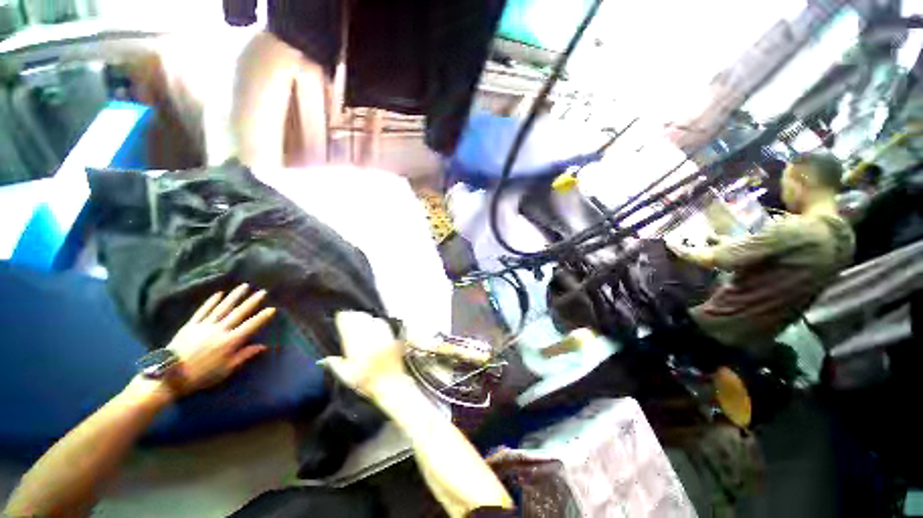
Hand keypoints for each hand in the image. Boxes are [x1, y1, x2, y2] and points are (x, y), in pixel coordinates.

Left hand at [164, 284, 275, 396]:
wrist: (169, 376)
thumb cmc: (201, 375)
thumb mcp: (226, 369)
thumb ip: (244, 355)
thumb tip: (262, 346)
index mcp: (230, 341)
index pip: (250, 326)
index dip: (262, 317)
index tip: (272, 308)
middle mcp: (220, 330)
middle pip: (238, 313)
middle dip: (251, 301)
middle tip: (262, 291)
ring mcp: (204, 325)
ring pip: (222, 308)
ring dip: (234, 296)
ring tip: (244, 286)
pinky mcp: (191, 325)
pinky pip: (203, 310)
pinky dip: (211, 301)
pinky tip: (219, 294)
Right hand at [319, 311, 403, 397]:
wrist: (389, 383)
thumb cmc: (366, 382)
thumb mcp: (346, 377)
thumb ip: (335, 365)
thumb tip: (326, 360)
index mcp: (355, 347)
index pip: (348, 326)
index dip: (344, 319)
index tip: (340, 316)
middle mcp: (368, 339)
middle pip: (360, 320)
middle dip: (353, 316)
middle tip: (349, 314)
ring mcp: (380, 336)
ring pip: (372, 320)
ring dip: (365, 317)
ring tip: (361, 316)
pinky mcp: (390, 338)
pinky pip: (383, 325)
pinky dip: (377, 321)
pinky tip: (375, 322)